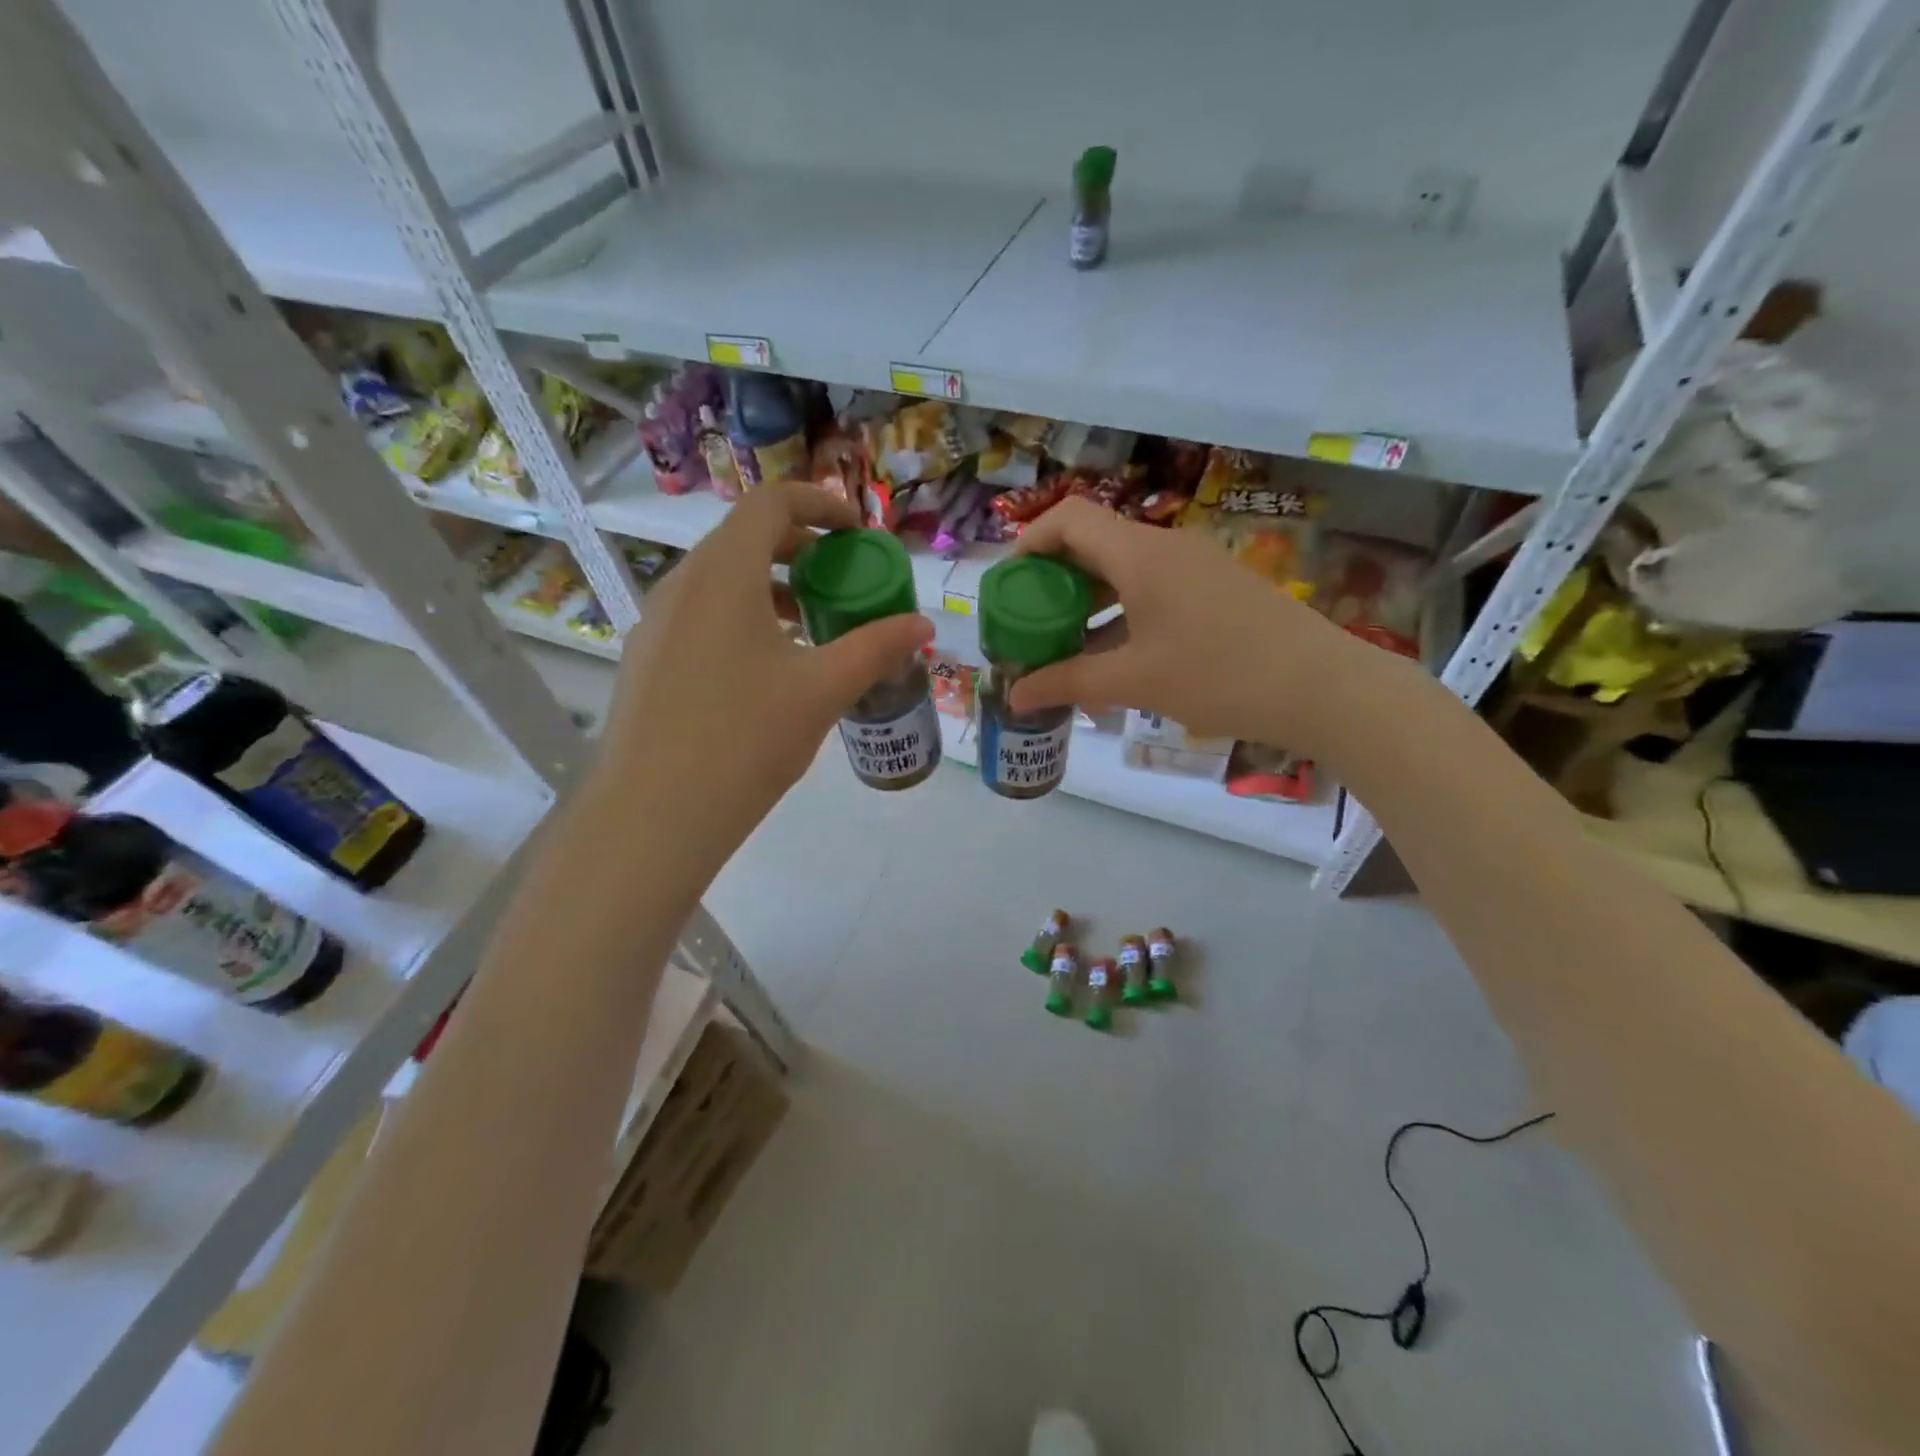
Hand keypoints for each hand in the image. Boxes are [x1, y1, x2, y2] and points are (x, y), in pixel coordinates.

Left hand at [596, 483, 932, 877]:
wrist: (655, 814)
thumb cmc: (746, 738)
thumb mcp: (823, 690)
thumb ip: (876, 648)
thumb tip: (923, 625)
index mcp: (724, 573)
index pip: (771, 502)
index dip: (820, 504)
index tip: (858, 534)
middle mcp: (682, 583)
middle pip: (745, 538)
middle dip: (801, 549)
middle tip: (841, 582)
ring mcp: (656, 622)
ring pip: (721, 580)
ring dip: (771, 587)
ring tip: (812, 629)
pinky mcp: (646, 659)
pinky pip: (701, 615)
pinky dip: (742, 618)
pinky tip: (767, 671)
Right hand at [1006, 498, 1365, 752]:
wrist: (1322, 687)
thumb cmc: (1218, 675)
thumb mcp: (1133, 681)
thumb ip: (1067, 683)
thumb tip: (1015, 696)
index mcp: (1140, 554)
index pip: (1069, 519)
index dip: (1029, 543)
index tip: (1008, 586)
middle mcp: (1165, 548)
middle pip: (1093, 544)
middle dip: (1054, 582)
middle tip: (1031, 625)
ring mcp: (1195, 567)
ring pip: (1123, 571)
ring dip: (1088, 603)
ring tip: (1066, 648)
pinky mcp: (1216, 590)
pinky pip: (1152, 589)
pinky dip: (1122, 615)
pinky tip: (1116, 658)